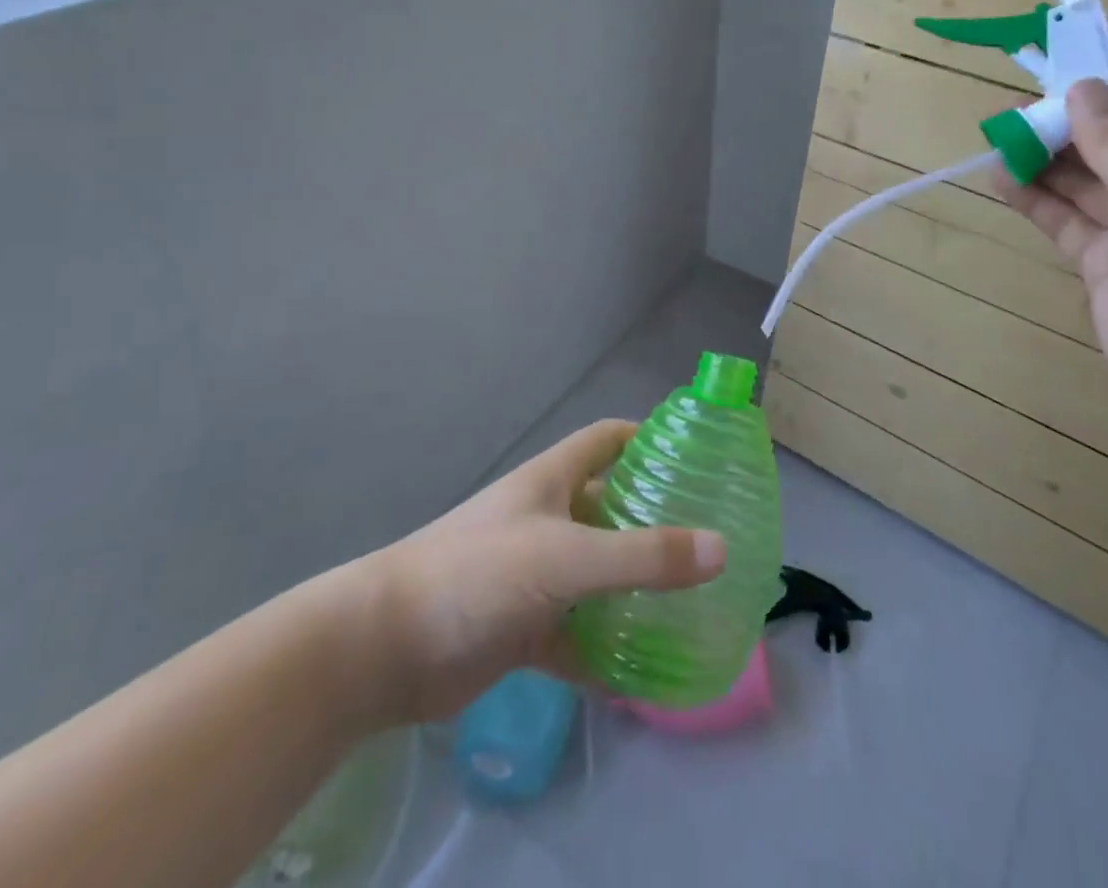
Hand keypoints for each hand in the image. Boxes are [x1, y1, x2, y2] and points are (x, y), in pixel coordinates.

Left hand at [344, 420, 725, 723]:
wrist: (386, 647)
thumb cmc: (479, 573)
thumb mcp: (566, 557)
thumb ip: (643, 555)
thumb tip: (721, 549)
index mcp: (553, 481)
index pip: (607, 440)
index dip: (647, 438)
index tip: (694, 454)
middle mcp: (548, 519)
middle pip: (611, 508)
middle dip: (654, 521)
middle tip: (710, 540)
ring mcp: (535, 574)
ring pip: (598, 574)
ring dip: (635, 588)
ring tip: (692, 602)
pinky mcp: (524, 627)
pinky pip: (578, 634)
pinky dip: (606, 650)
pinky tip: (645, 671)